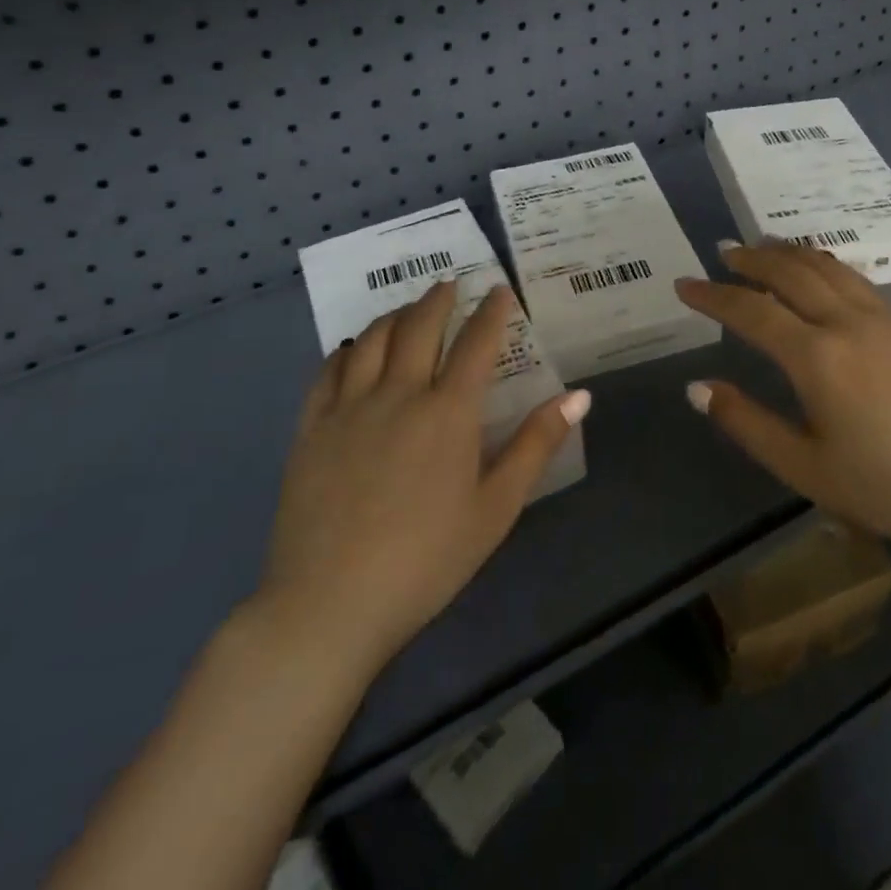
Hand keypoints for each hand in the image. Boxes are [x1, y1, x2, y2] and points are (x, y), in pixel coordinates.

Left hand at [250, 279, 589, 671]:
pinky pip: (329, 371)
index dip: (491, 312)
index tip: (499, 291)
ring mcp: (349, 408)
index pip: (476, 343)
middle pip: (419, 327)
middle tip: (452, 284)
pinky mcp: (311, 428)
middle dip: (439, 299)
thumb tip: (579, 396)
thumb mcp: (496, 508)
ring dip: (395, 315)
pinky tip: (354, 349)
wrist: (330, 604)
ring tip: (408, 308)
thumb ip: (536, 444)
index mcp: (448, 412)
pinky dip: (348, 349)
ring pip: (372, 339)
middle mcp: (398, 394)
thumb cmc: (426, 560)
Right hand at [676, 243, 890, 560]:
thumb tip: (697, 387)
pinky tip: (816, 269)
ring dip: (787, 252)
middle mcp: (847, 323)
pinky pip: (853, 277)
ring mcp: (881, 318)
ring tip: (761, 246)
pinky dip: (822, 262)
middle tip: (721, 253)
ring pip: (824, 267)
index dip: (712, 295)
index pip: (751, 310)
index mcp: (817, 358)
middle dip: (749, 258)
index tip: (683, 286)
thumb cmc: (887, 487)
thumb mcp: (805, 468)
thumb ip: (747, 423)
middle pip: (789, 272)